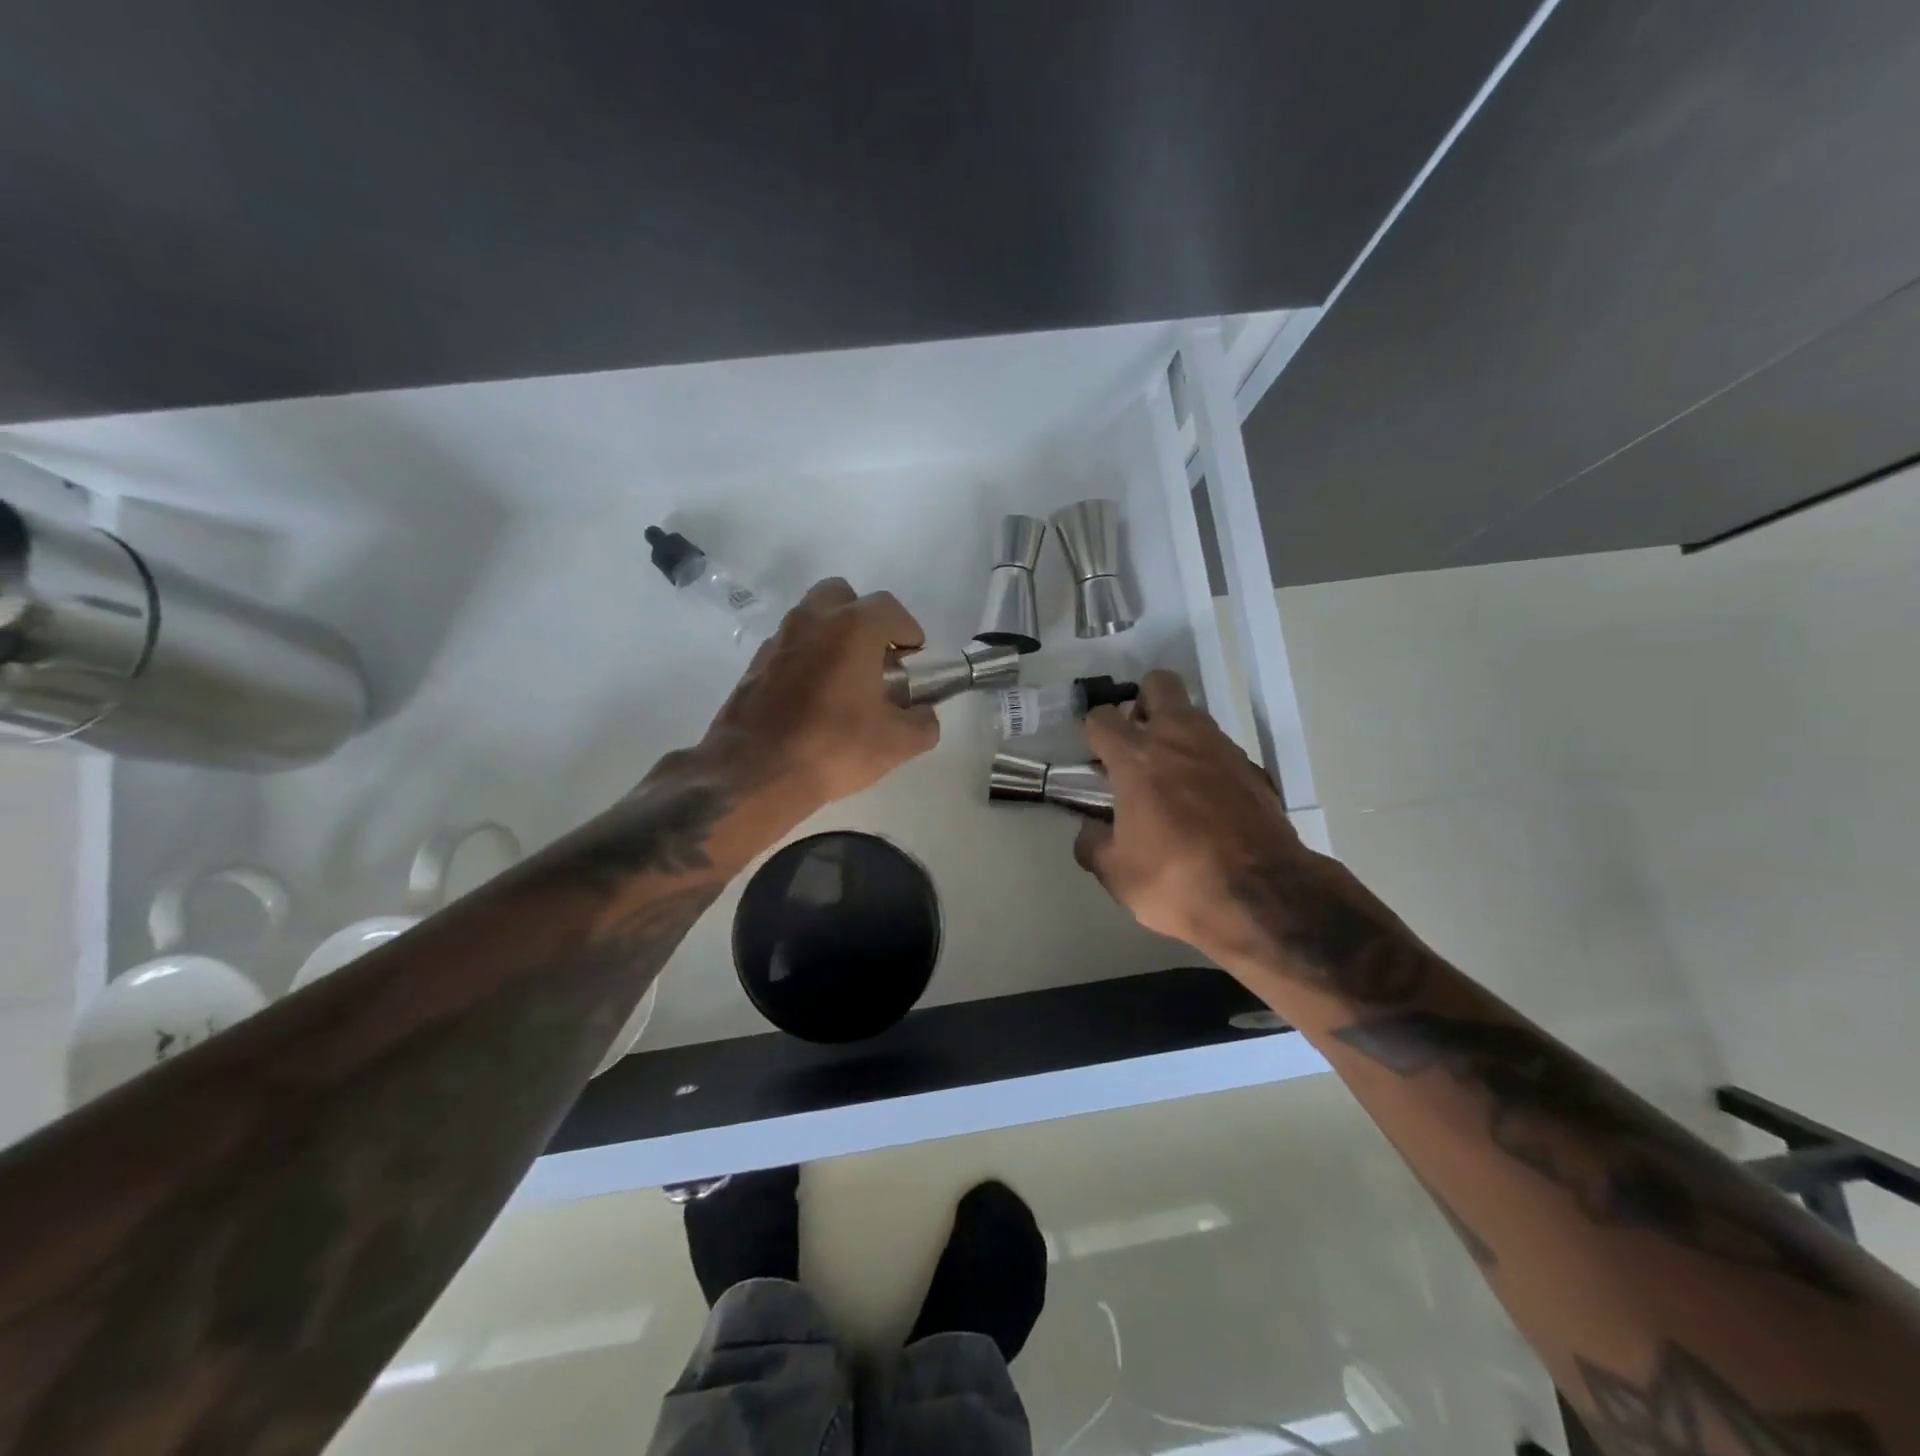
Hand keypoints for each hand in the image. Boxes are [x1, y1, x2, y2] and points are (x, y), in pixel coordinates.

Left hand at [699, 577, 939, 807]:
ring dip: (833, 637)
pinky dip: (806, 659)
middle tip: (876, 658)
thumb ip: (923, 723)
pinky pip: (790, 647)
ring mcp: (778, 640)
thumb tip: (924, 715)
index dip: (908, 631)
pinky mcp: (755, 664)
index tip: (914, 659)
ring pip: (812, 619)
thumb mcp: (897, 744)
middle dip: (864, 619)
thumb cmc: (834, 747)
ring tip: (845, 680)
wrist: (754, 773)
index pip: (889, 608)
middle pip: (843, 596)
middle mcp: (812, 620)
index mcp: (852, 628)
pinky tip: (813, 699)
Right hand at [1073, 671, 1305, 959]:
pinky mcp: (1254, 770)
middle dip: (1143, 702)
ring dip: (1177, 733)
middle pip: (1159, 684)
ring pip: (1193, 716)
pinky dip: (1207, 764)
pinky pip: (1221, 751)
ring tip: (1170, 777)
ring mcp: (1222, 750)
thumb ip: (1093, 844)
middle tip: (1137, 741)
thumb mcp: (1116, 873)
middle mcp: (1179, 739)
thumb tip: (1090, 831)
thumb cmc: (1176, 880)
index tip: (1096, 758)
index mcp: (1137, 757)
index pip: (1102, 718)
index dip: (1093, 733)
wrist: (1263, 896)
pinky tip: (1206, 803)